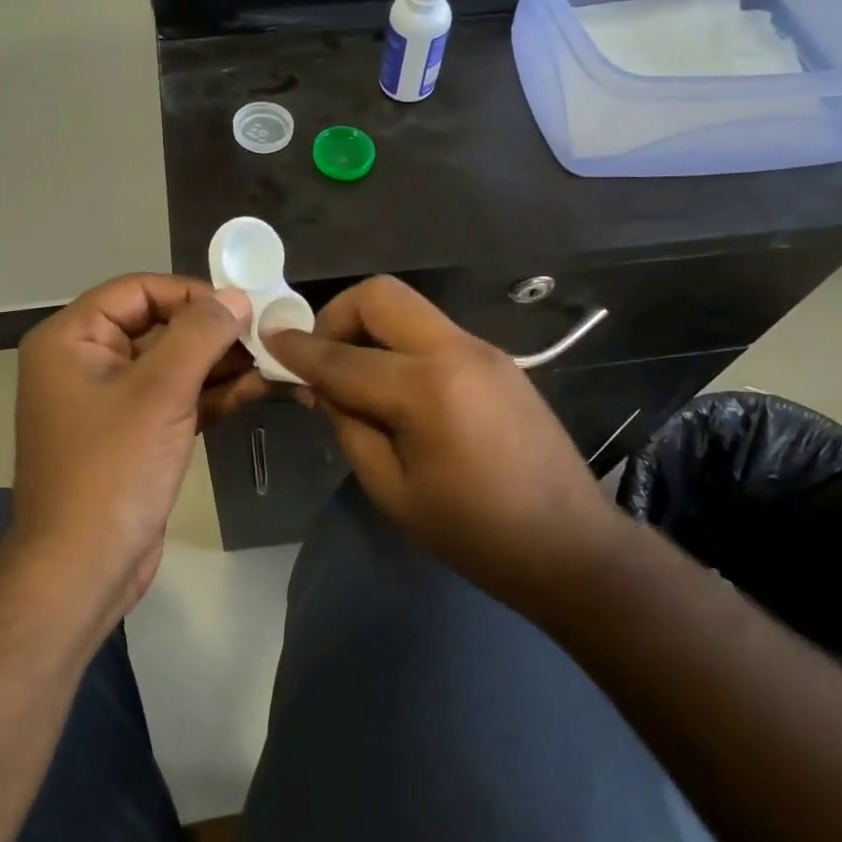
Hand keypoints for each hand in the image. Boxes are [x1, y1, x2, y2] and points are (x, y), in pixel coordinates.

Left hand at [10, 275, 262, 618]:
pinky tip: (259, 388)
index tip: (244, 304)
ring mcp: (111, 400)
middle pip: (159, 325)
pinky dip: (213, 393)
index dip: (192, 292)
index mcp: (72, 339)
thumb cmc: (112, 470)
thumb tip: (236, 296)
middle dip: (214, 331)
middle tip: (268, 333)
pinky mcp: (135, 434)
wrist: (82, 571)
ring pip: (173, 364)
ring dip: (221, 363)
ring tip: (274, 360)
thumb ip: (201, 335)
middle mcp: (86, 361)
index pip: (139, 290)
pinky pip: (176, 397)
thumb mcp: (160, 392)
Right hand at [264, 276, 615, 586]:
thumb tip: (319, 385)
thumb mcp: (392, 490)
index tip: (269, 340)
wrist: (572, 546)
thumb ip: (349, 425)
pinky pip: (432, 332)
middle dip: (337, 316)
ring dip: (370, 329)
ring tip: (357, 377)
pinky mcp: (497, 359)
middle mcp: (455, 351)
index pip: (342, 357)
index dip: (298, 349)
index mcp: (426, 389)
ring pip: (408, 307)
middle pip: (380, 295)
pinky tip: (397, 388)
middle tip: (323, 359)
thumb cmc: (474, 533)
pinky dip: (400, 344)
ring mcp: (482, 349)